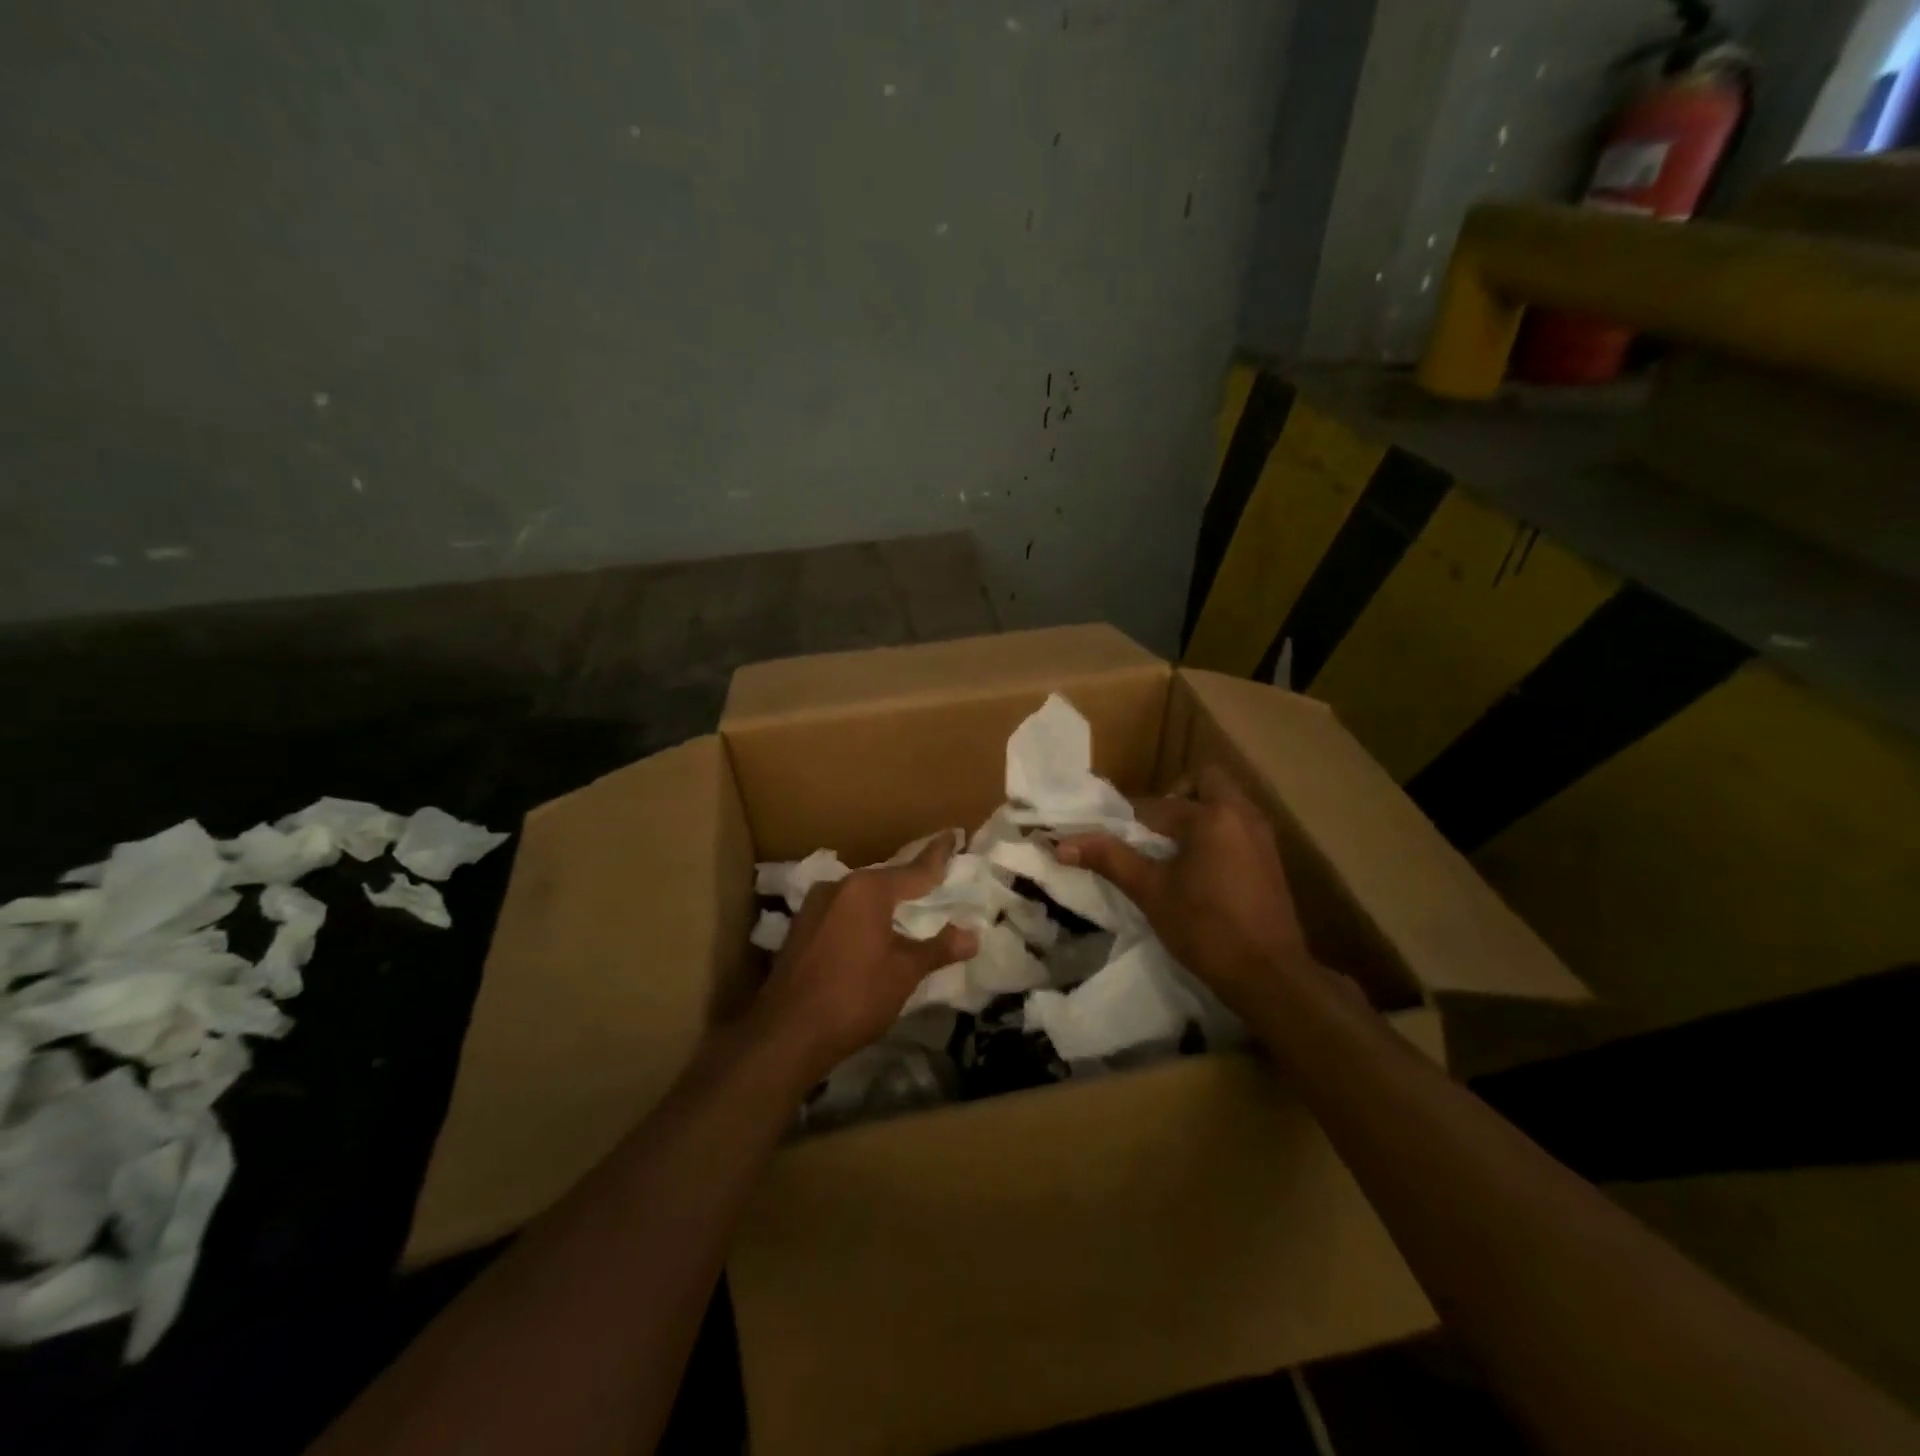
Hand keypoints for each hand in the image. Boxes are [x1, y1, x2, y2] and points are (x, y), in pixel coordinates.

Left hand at [750, 836, 977, 1081]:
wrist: (787, 1033)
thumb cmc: (855, 996)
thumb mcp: (904, 972)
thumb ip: (938, 948)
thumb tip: (972, 936)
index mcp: (867, 889)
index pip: (914, 869)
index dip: (937, 855)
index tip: (952, 835)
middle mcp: (838, 887)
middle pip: (884, 880)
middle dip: (909, 882)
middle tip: (934, 880)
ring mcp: (814, 907)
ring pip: (860, 897)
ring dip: (883, 902)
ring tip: (906, 907)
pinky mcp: (800, 929)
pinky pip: (841, 913)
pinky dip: (861, 917)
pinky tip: (871, 933)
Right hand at [1057, 766, 1309, 1018]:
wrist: (1269, 976)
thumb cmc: (1205, 928)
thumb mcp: (1151, 892)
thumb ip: (1109, 859)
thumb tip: (1062, 844)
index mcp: (1211, 816)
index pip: (1157, 804)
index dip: (1128, 820)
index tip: (1109, 837)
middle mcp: (1242, 814)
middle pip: (1204, 782)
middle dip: (1176, 797)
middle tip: (1154, 831)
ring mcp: (1262, 836)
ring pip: (1225, 803)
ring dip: (1198, 814)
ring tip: (1172, 851)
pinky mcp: (1272, 858)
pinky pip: (1238, 826)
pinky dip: (1217, 833)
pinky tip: (1200, 869)